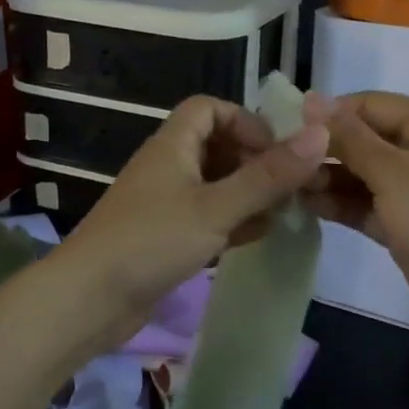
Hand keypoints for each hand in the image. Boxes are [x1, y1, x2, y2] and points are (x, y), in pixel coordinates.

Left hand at [49, 93, 330, 346]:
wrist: (89, 300)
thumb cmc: (151, 242)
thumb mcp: (216, 207)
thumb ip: (267, 175)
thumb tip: (320, 135)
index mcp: (173, 145)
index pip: (210, 108)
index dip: (245, 121)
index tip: (276, 151)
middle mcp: (168, 167)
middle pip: (216, 146)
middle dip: (255, 162)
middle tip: (288, 187)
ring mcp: (165, 203)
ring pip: (215, 184)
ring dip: (248, 194)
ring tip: (282, 213)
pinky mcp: (165, 237)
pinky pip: (206, 217)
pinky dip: (232, 221)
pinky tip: (256, 237)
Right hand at [306, 91, 408, 337]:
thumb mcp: (393, 171)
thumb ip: (349, 137)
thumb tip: (311, 99)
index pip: (369, 105)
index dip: (328, 114)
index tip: (286, 129)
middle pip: (364, 140)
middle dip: (325, 150)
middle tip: (282, 163)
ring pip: (362, 174)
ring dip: (328, 179)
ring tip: (289, 187)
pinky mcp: (405, 222)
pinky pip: (366, 204)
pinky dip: (341, 204)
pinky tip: (306, 205)